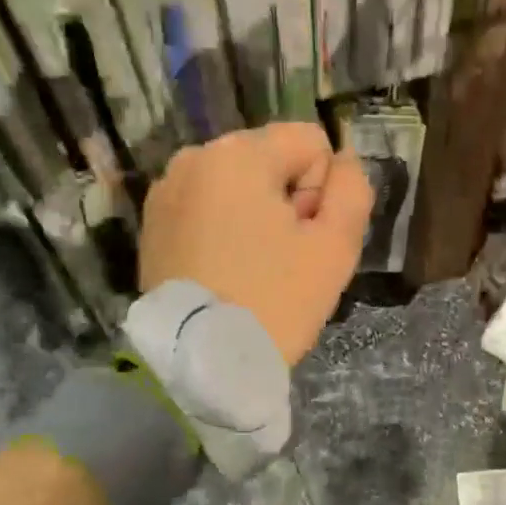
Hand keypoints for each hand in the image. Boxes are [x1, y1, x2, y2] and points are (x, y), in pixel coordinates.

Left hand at [141, 124, 373, 365]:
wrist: (200, 361)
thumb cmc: (274, 300)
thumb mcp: (336, 246)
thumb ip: (353, 190)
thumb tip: (345, 160)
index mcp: (239, 153)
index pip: (310, 143)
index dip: (321, 190)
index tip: (305, 237)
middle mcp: (196, 157)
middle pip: (271, 159)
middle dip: (287, 199)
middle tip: (284, 258)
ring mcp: (167, 189)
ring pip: (239, 184)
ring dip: (256, 213)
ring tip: (253, 267)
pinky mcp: (152, 222)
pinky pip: (208, 207)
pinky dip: (224, 228)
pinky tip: (225, 270)